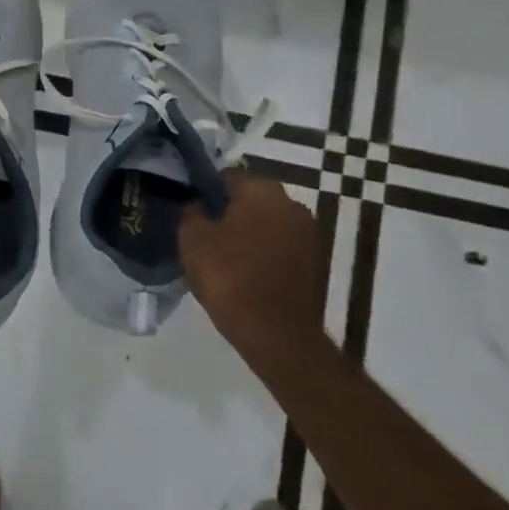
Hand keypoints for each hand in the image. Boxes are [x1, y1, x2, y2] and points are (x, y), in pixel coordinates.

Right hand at [180, 170, 326, 354]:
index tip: (192, 212)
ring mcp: (309, 234)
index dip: (206, 191)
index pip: (227, 176)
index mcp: (262, 190)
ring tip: (224, 256)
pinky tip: (246, 272)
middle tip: (206, 234)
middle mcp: (292, 204)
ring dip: (249, 233)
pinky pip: (281, 247)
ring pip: (268, 223)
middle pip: (251, 199)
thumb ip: (192, 211)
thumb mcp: (192, 238)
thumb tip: (199, 204)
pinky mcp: (316, 263)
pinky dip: (265, 254)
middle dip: (230, 212)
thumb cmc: (229, 276)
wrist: (275, 333)